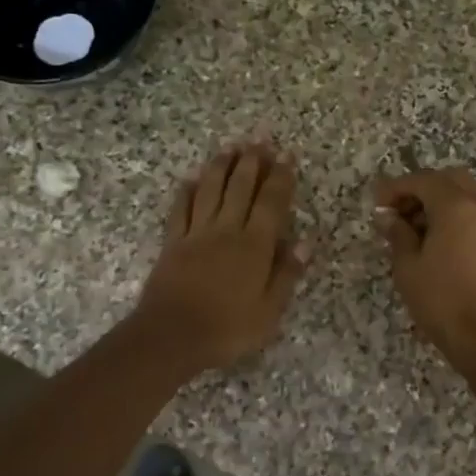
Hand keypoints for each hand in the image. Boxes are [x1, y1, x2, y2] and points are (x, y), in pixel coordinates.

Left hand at [134, 141, 309, 373]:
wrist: (171, 336)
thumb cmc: (227, 329)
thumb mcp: (269, 312)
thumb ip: (286, 275)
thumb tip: (304, 242)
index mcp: (254, 246)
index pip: (271, 203)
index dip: (280, 177)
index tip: (287, 155)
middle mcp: (226, 231)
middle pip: (240, 187)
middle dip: (252, 161)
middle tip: (260, 139)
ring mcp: (196, 234)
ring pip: (210, 190)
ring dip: (221, 166)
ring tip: (230, 147)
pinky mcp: (173, 243)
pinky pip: (180, 209)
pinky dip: (186, 191)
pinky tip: (190, 178)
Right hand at [374, 167, 475, 364]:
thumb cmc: (440, 298)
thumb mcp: (407, 266)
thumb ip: (397, 234)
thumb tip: (387, 217)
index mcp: (456, 206)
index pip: (423, 181)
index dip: (397, 187)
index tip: (377, 202)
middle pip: (449, 180)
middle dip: (421, 189)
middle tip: (398, 211)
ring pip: (465, 195)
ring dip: (439, 202)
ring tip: (413, 229)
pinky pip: (474, 213)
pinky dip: (454, 215)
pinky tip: (434, 240)